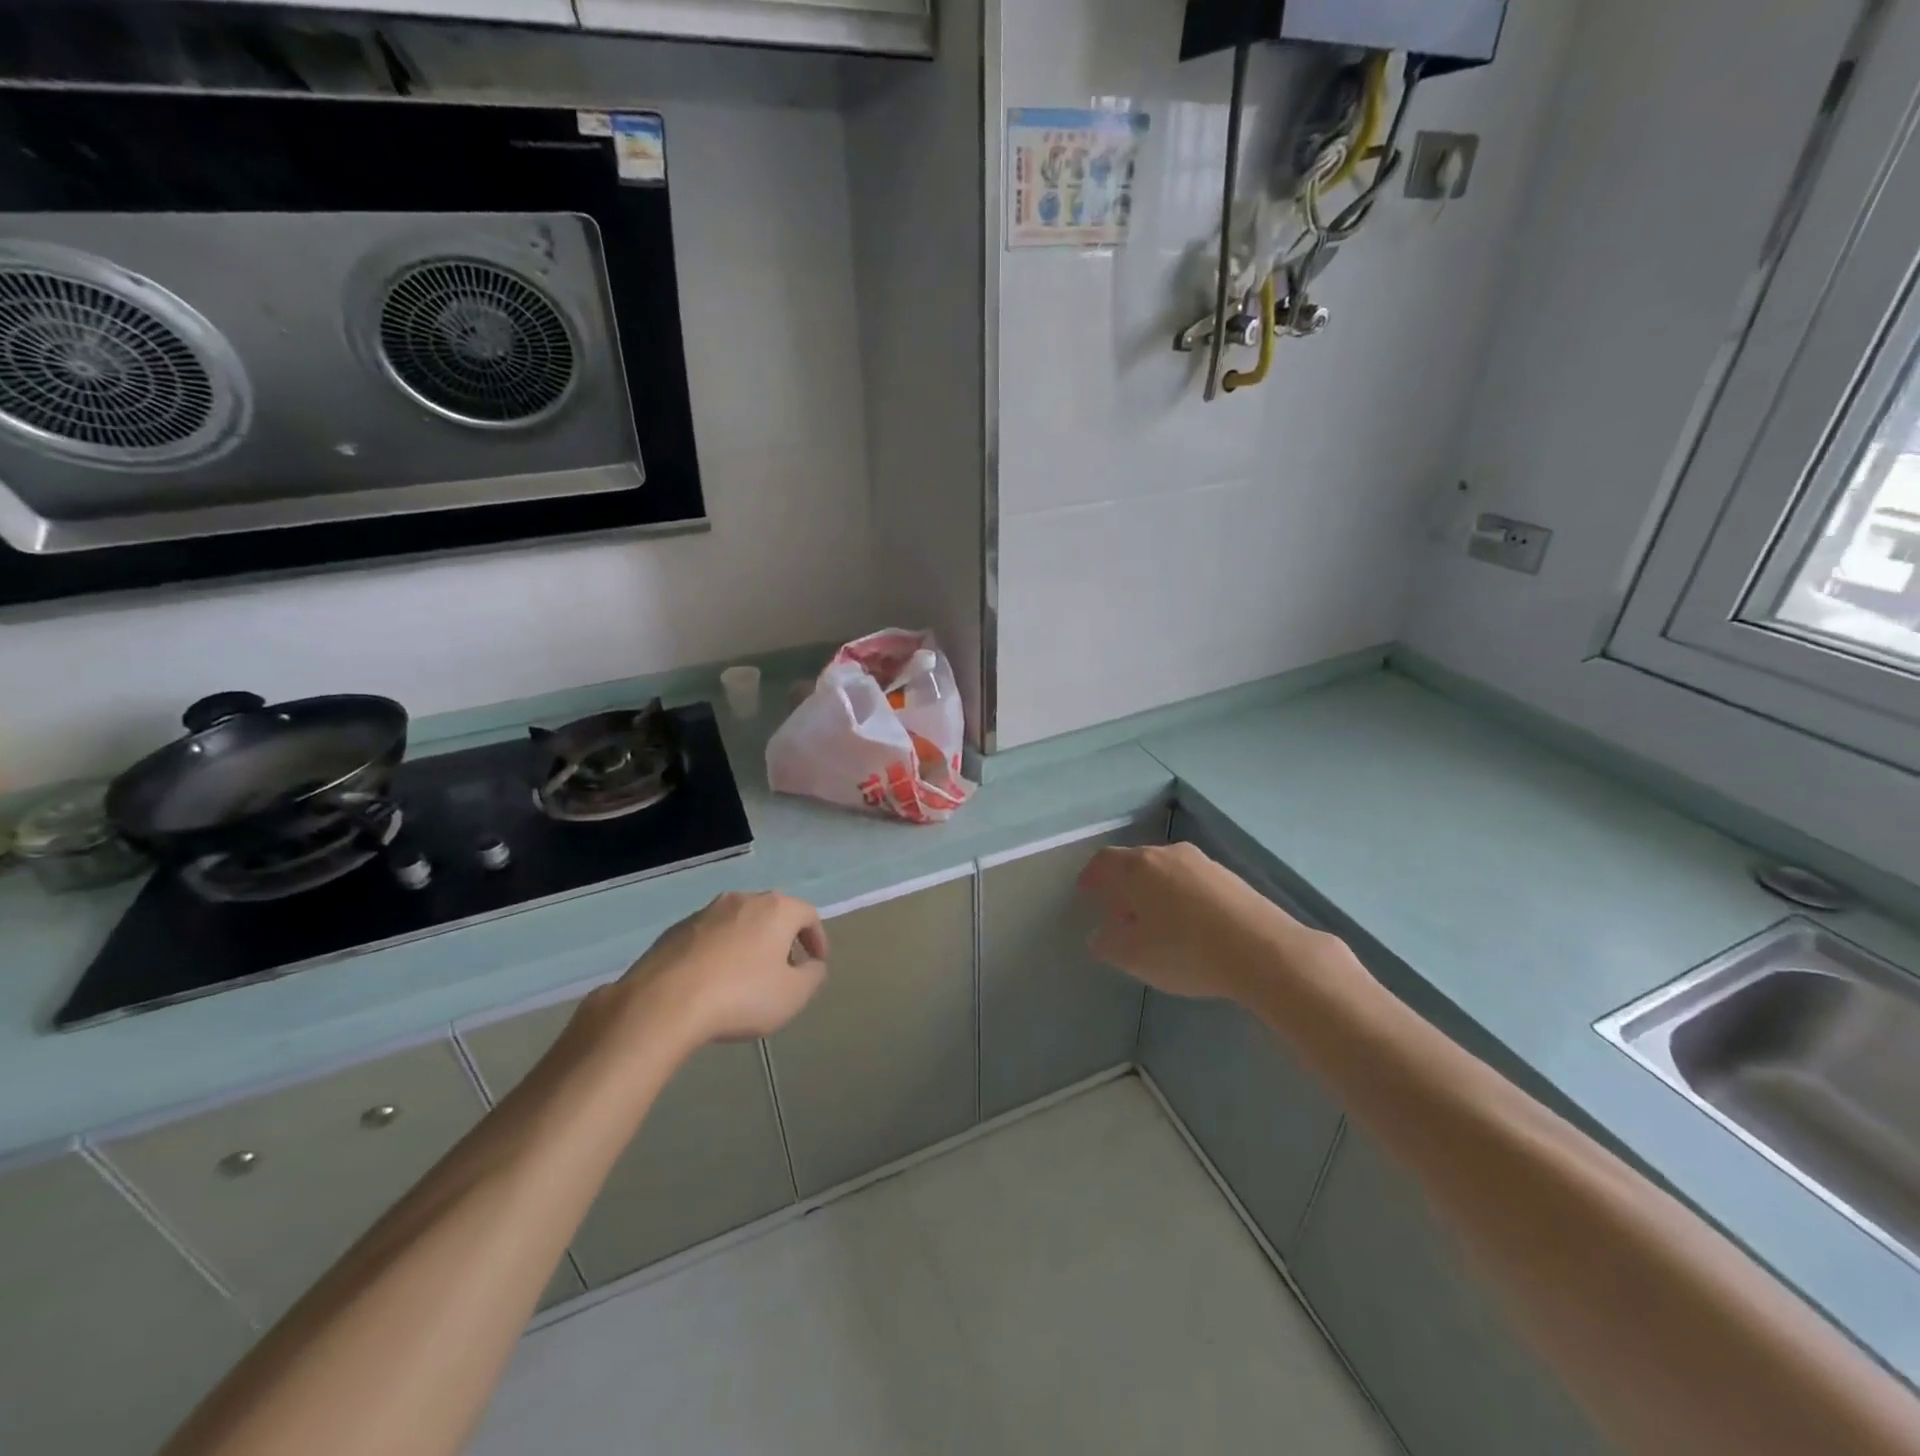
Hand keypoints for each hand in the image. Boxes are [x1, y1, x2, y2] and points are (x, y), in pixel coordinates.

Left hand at [609, 891, 828, 1047]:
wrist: (663, 1002)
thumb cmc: (741, 996)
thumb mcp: (793, 995)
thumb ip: (813, 976)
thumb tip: (812, 965)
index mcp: (775, 909)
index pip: (808, 915)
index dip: (817, 939)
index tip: (816, 963)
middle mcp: (742, 900)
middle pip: (772, 914)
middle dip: (783, 939)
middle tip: (785, 969)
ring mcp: (705, 912)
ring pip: (739, 923)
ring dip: (749, 944)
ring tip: (747, 977)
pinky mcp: (675, 930)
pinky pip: (709, 937)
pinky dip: (720, 953)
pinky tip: (713, 982)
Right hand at [1078, 842, 1307, 1001]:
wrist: (1264, 951)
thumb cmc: (1187, 950)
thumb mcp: (1135, 957)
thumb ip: (1108, 945)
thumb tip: (1100, 937)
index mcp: (1139, 867)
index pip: (1104, 860)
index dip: (1092, 875)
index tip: (1087, 892)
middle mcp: (1169, 854)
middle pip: (1136, 863)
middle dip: (1123, 887)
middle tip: (1118, 915)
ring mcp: (1203, 863)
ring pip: (1166, 871)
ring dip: (1153, 892)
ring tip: (1154, 924)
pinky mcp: (1231, 878)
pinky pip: (1192, 882)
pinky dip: (1180, 897)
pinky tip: (1188, 926)